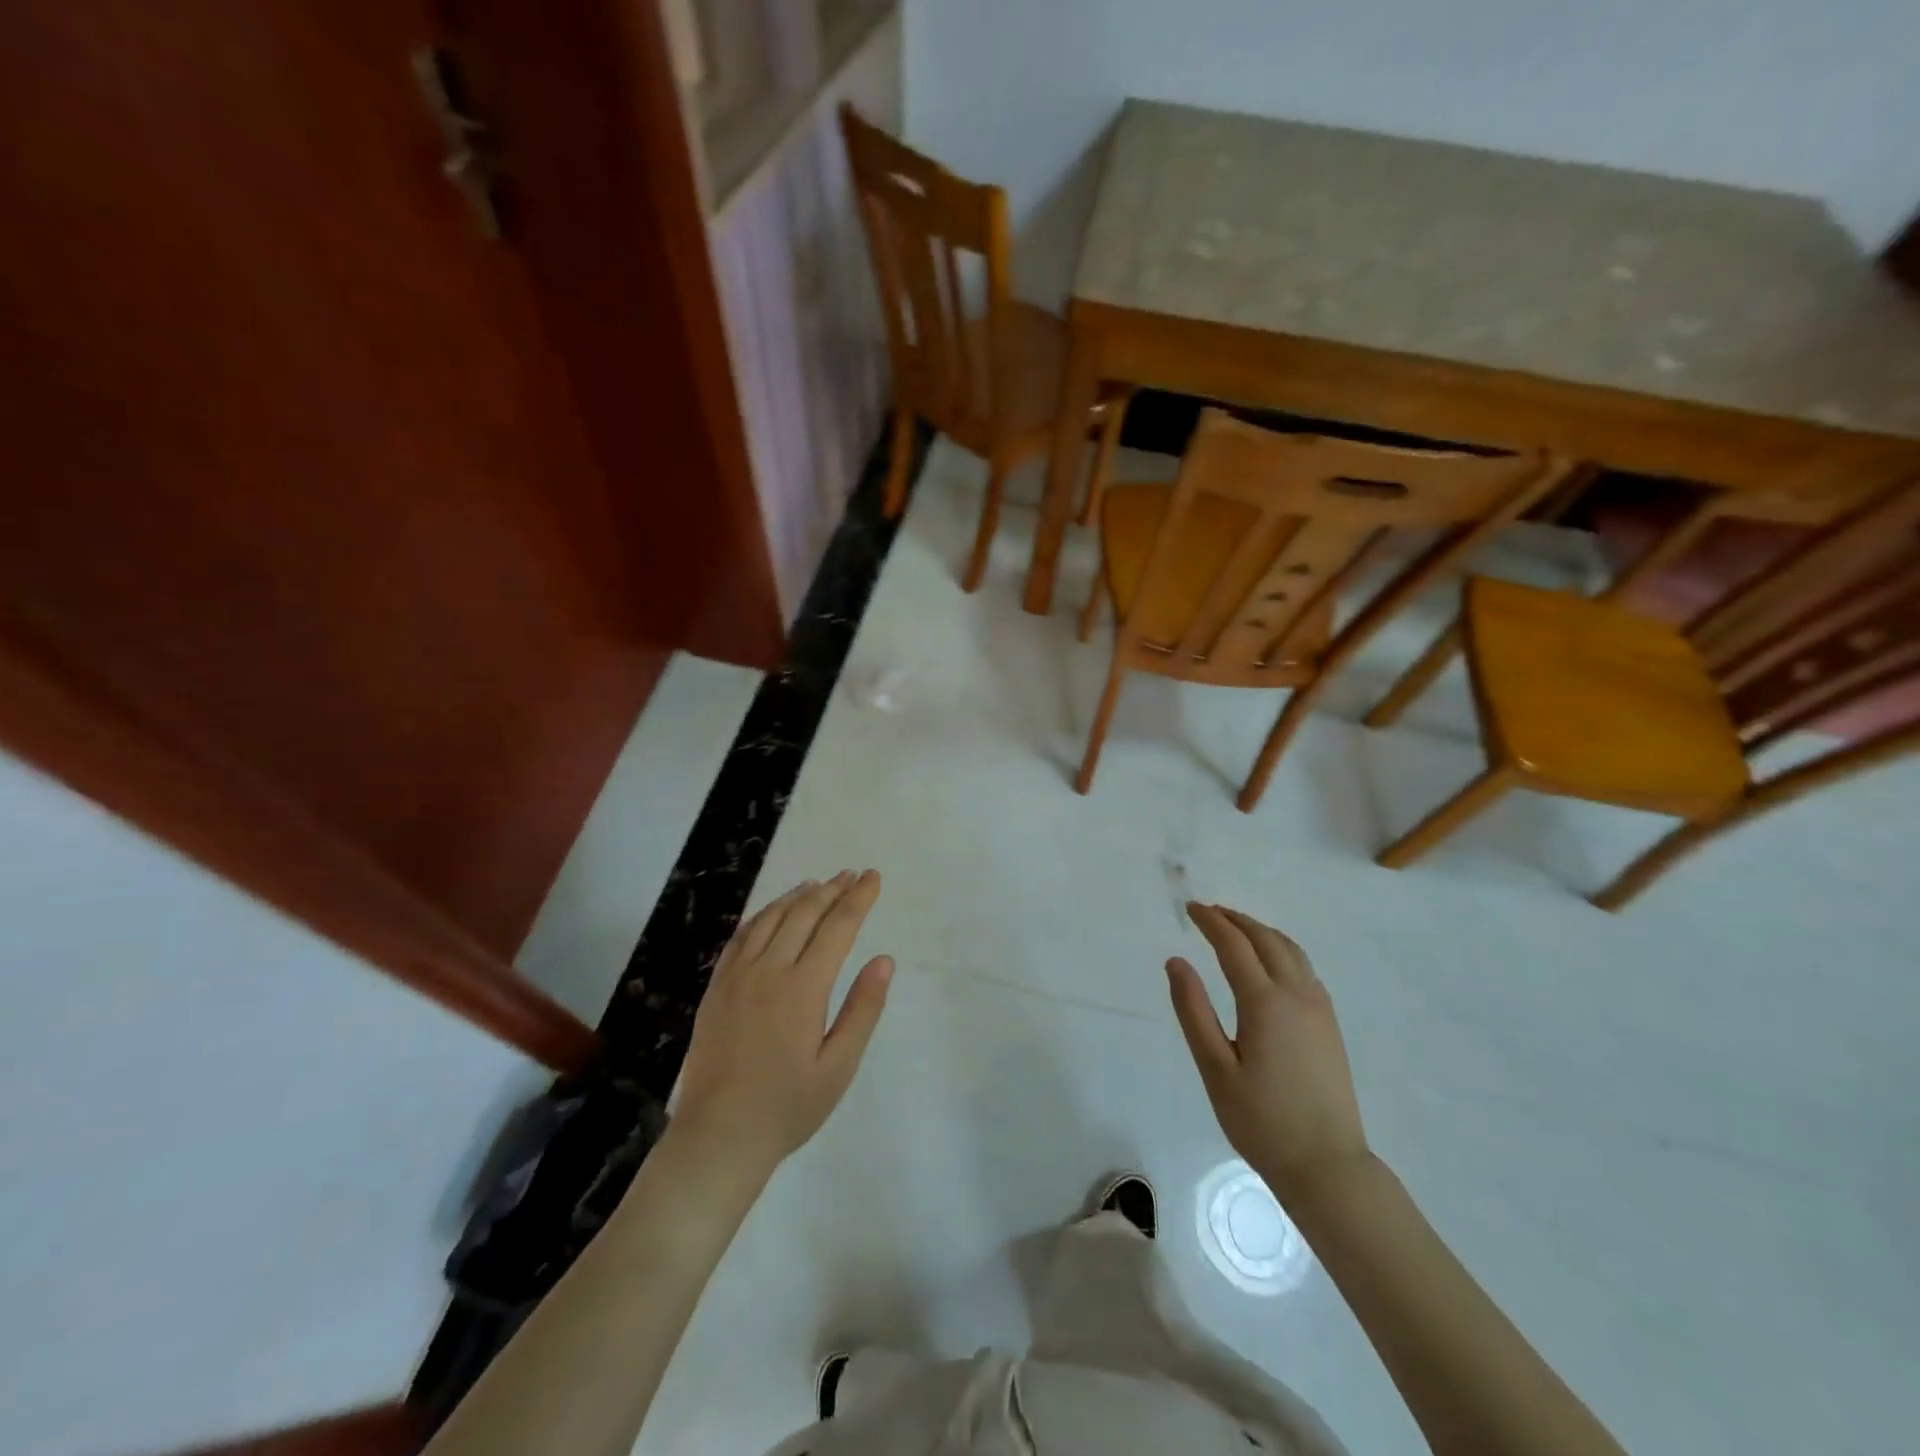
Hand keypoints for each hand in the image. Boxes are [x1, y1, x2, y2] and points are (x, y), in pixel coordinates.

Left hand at [672, 871, 892, 1172]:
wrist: (718, 1136)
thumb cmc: (788, 1107)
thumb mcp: (839, 1066)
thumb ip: (863, 1009)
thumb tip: (884, 960)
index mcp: (803, 988)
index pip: (838, 928)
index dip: (858, 899)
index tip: (873, 877)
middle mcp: (768, 971)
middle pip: (804, 914)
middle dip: (832, 890)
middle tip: (851, 874)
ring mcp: (737, 976)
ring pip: (770, 918)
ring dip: (797, 896)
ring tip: (817, 883)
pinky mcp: (716, 987)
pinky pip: (741, 936)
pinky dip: (762, 915)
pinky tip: (772, 912)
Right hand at [1167, 903, 1369, 1203]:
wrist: (1327, 1165)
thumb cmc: (1261, 1120)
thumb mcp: (1214, 1068)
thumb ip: (1193, 1010)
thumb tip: (1176, 961)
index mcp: (1265, 1003)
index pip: (1234, 945)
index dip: (1211, 922)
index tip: (1190, 909)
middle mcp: (1296, 995)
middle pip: (1266, 939)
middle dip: (1236, 920)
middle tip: (1208, 913)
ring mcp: (1319, 1009)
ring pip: (1291, 950)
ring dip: (1261, 931)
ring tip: (1236, 929)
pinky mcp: (1329, 1025)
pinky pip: (1305, 969)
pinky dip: (1281, 950)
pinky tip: (1269, 964)